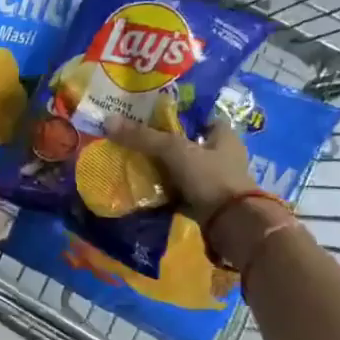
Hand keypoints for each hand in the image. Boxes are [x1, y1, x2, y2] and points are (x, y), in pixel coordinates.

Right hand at [105, 114, 255, 223]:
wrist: (231, 225)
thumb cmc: (210, 177)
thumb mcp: (174, 151)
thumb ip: (143, 137)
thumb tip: (108, 121)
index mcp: (224, 135)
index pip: (198, 117)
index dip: (175, 115)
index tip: (148, 117)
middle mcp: (223, 155)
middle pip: (187, 144)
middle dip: (163, 144)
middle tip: (135, 142)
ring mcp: (216, 181)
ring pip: (183, 169)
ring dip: (163, 169)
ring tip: (133, 165)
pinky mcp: (207, 203)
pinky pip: (181, 192)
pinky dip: (166, 192)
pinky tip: (145, 190)